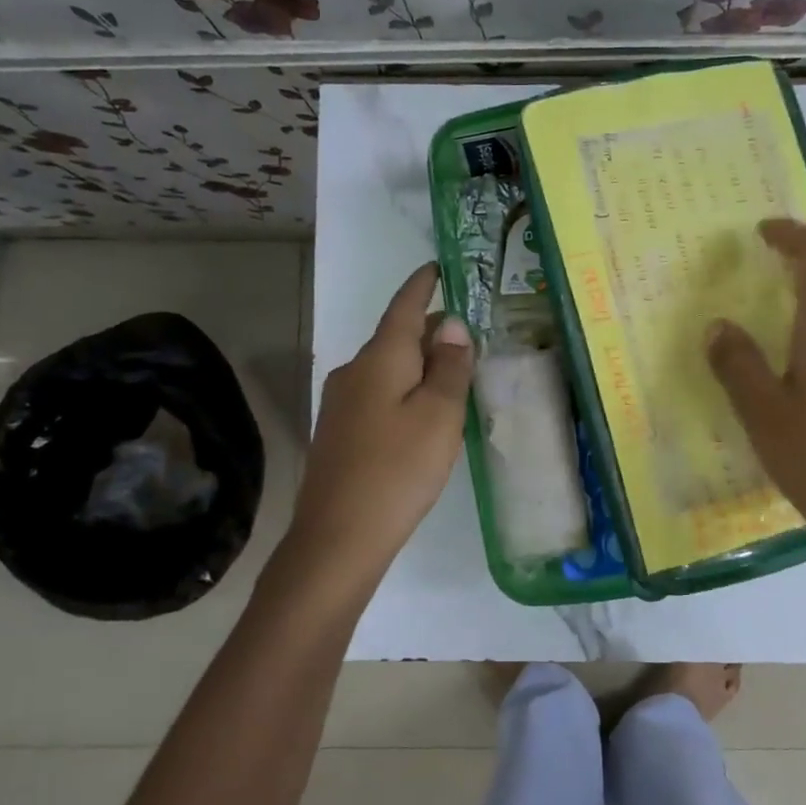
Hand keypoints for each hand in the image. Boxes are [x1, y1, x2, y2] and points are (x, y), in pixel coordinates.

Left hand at [287, 264, 474, 585]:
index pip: (403, 307)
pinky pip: (379, 394)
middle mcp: (354, 371)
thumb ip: (448, 366)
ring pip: (387, 368)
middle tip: (467, 331)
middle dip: (428, 328)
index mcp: (380, 358)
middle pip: (395, 337)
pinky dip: (405, 389)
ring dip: (418, 362)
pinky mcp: (340, 432)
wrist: (338, 537)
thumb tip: (450, 324)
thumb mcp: (439, 415)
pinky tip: (422, 412)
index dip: (422, 285)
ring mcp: (341, 403)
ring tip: (453, 372)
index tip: (437, 266)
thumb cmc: (398, 469)